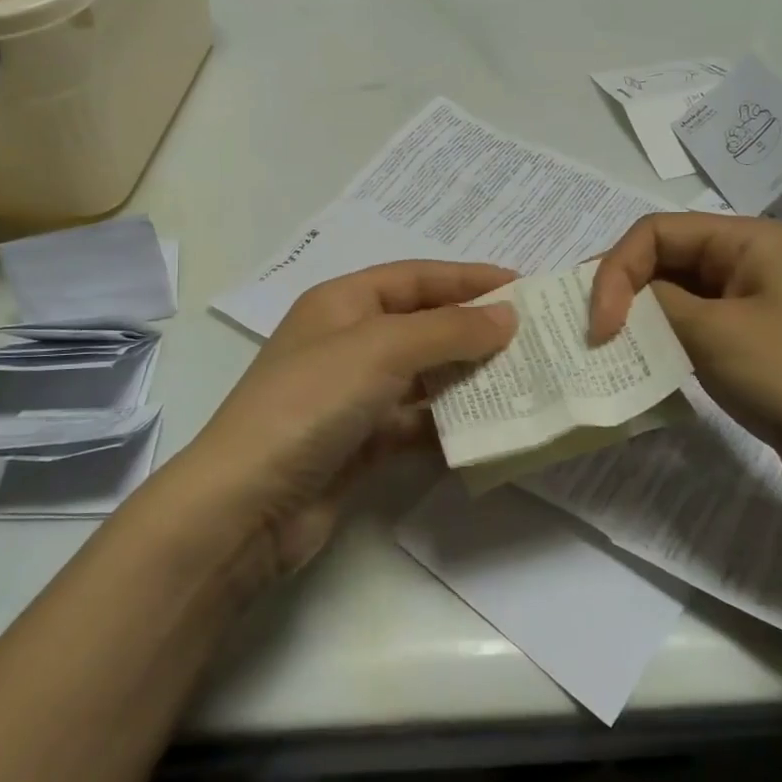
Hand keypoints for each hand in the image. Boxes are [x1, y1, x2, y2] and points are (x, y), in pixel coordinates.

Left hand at [188, 261, 516, 574]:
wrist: (248, 504)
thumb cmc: (311, 403)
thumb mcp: (381, 349)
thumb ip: (448, 330)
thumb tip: (507, 315)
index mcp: (342, 303)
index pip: (416, 277)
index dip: (468, 278)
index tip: (523, 285)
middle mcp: (347, 342)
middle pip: (423, 325)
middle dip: (474, 329)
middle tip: (534, 337)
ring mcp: (353, 396)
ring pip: (423, 377)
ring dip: (468, 378)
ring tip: (524, 380)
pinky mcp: (360, 443)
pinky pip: (416, 423)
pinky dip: (448, 425)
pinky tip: (489, 430)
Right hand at [588, 213, 781, 523]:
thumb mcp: (715, 332)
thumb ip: (655, 305)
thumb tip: (619, 302)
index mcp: (747, 240)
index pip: (655, 233)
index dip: (615, 271)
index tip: (598, 327)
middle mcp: (748, 264)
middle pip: (664, 261)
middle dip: (622, 293)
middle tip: (591, 336)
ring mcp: (753, 308)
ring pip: (676, 300)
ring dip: (639, 322)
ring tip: (608, 354)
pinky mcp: (754, 350)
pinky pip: (695, 334)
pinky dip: (664, 347)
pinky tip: (644, 372)